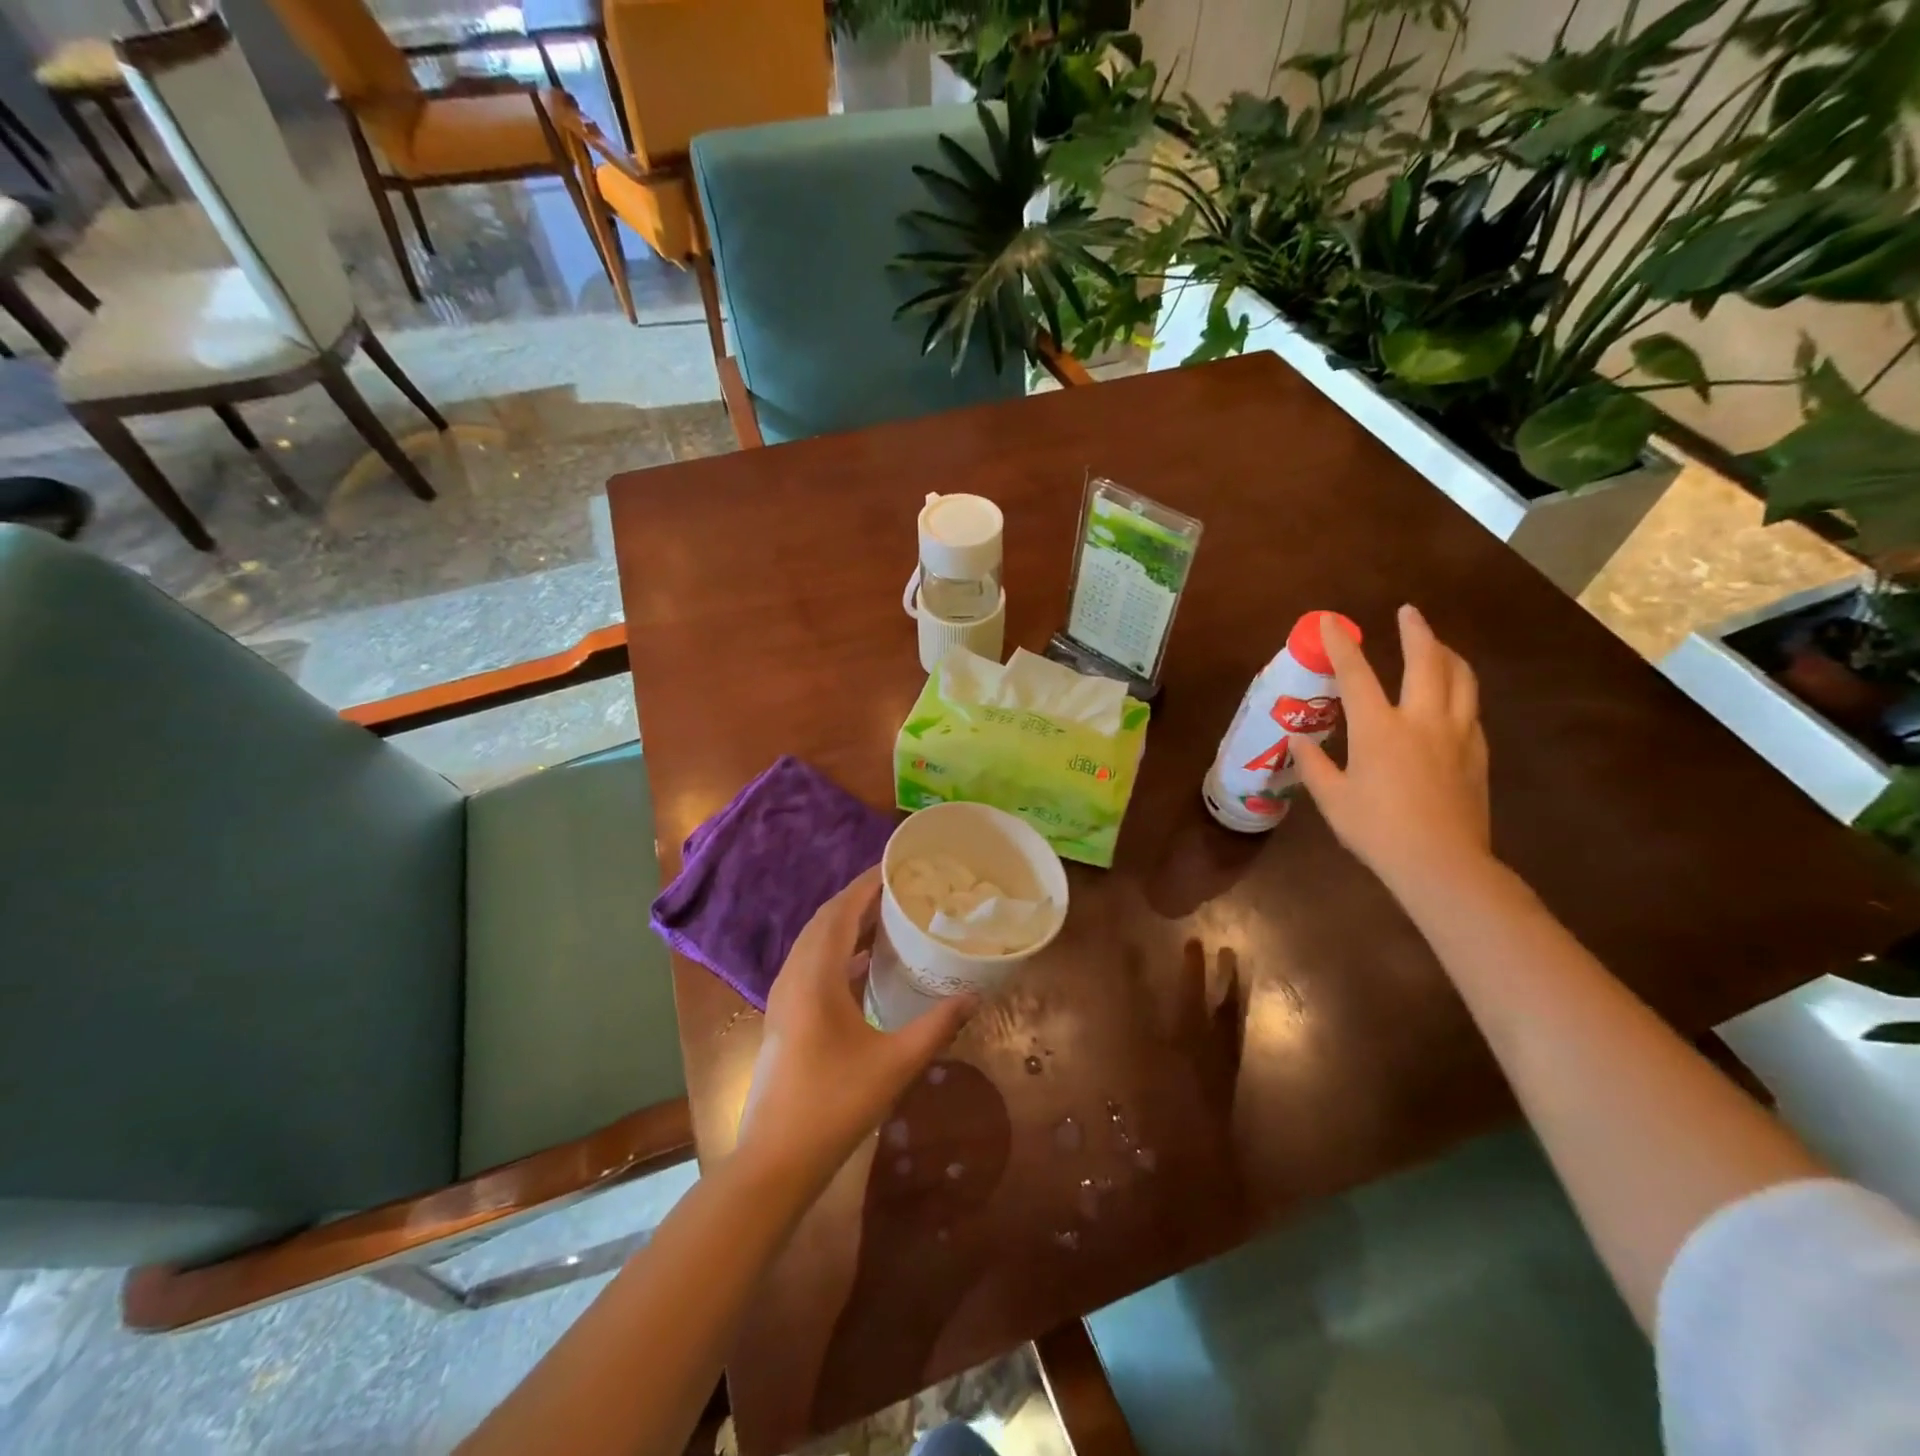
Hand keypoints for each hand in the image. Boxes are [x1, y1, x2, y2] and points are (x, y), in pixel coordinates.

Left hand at [737, 867, 974, 1190]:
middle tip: (897, 888)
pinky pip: (811, 964)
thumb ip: (937, 1026)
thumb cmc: (835, 1105)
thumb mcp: (895, 1064)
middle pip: (824, 921)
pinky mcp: (785, 1016)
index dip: (865, 885)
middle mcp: (794, 976)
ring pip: (814, 943)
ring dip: (846, 924)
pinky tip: (865, 965)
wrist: (774, 1161)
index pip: (840, 912)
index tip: (894, 866)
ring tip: (886, 917)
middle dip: (858, 899)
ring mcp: (784, 997)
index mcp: (815, 977)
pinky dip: (837, 952)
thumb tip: (973, 996)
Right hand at [1292, 604, 1492, 898]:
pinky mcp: (1477, 753)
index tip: (1330, 621)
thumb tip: (1299, 741)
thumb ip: (1314, 765)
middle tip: (1408, 613)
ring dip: (1447, 654)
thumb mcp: (1333, 799)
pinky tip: (1451, 698)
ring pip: (1460, 678)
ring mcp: (1456, 734)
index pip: (1356, 675)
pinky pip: (1470, 708)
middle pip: (1426, 660)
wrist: (1441, 863)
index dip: (1341, 645)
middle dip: (1416, 631)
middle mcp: (1421, 719)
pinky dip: (1459, 690)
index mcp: (1378, 728)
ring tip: (1437, 645)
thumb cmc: (1376, 830)